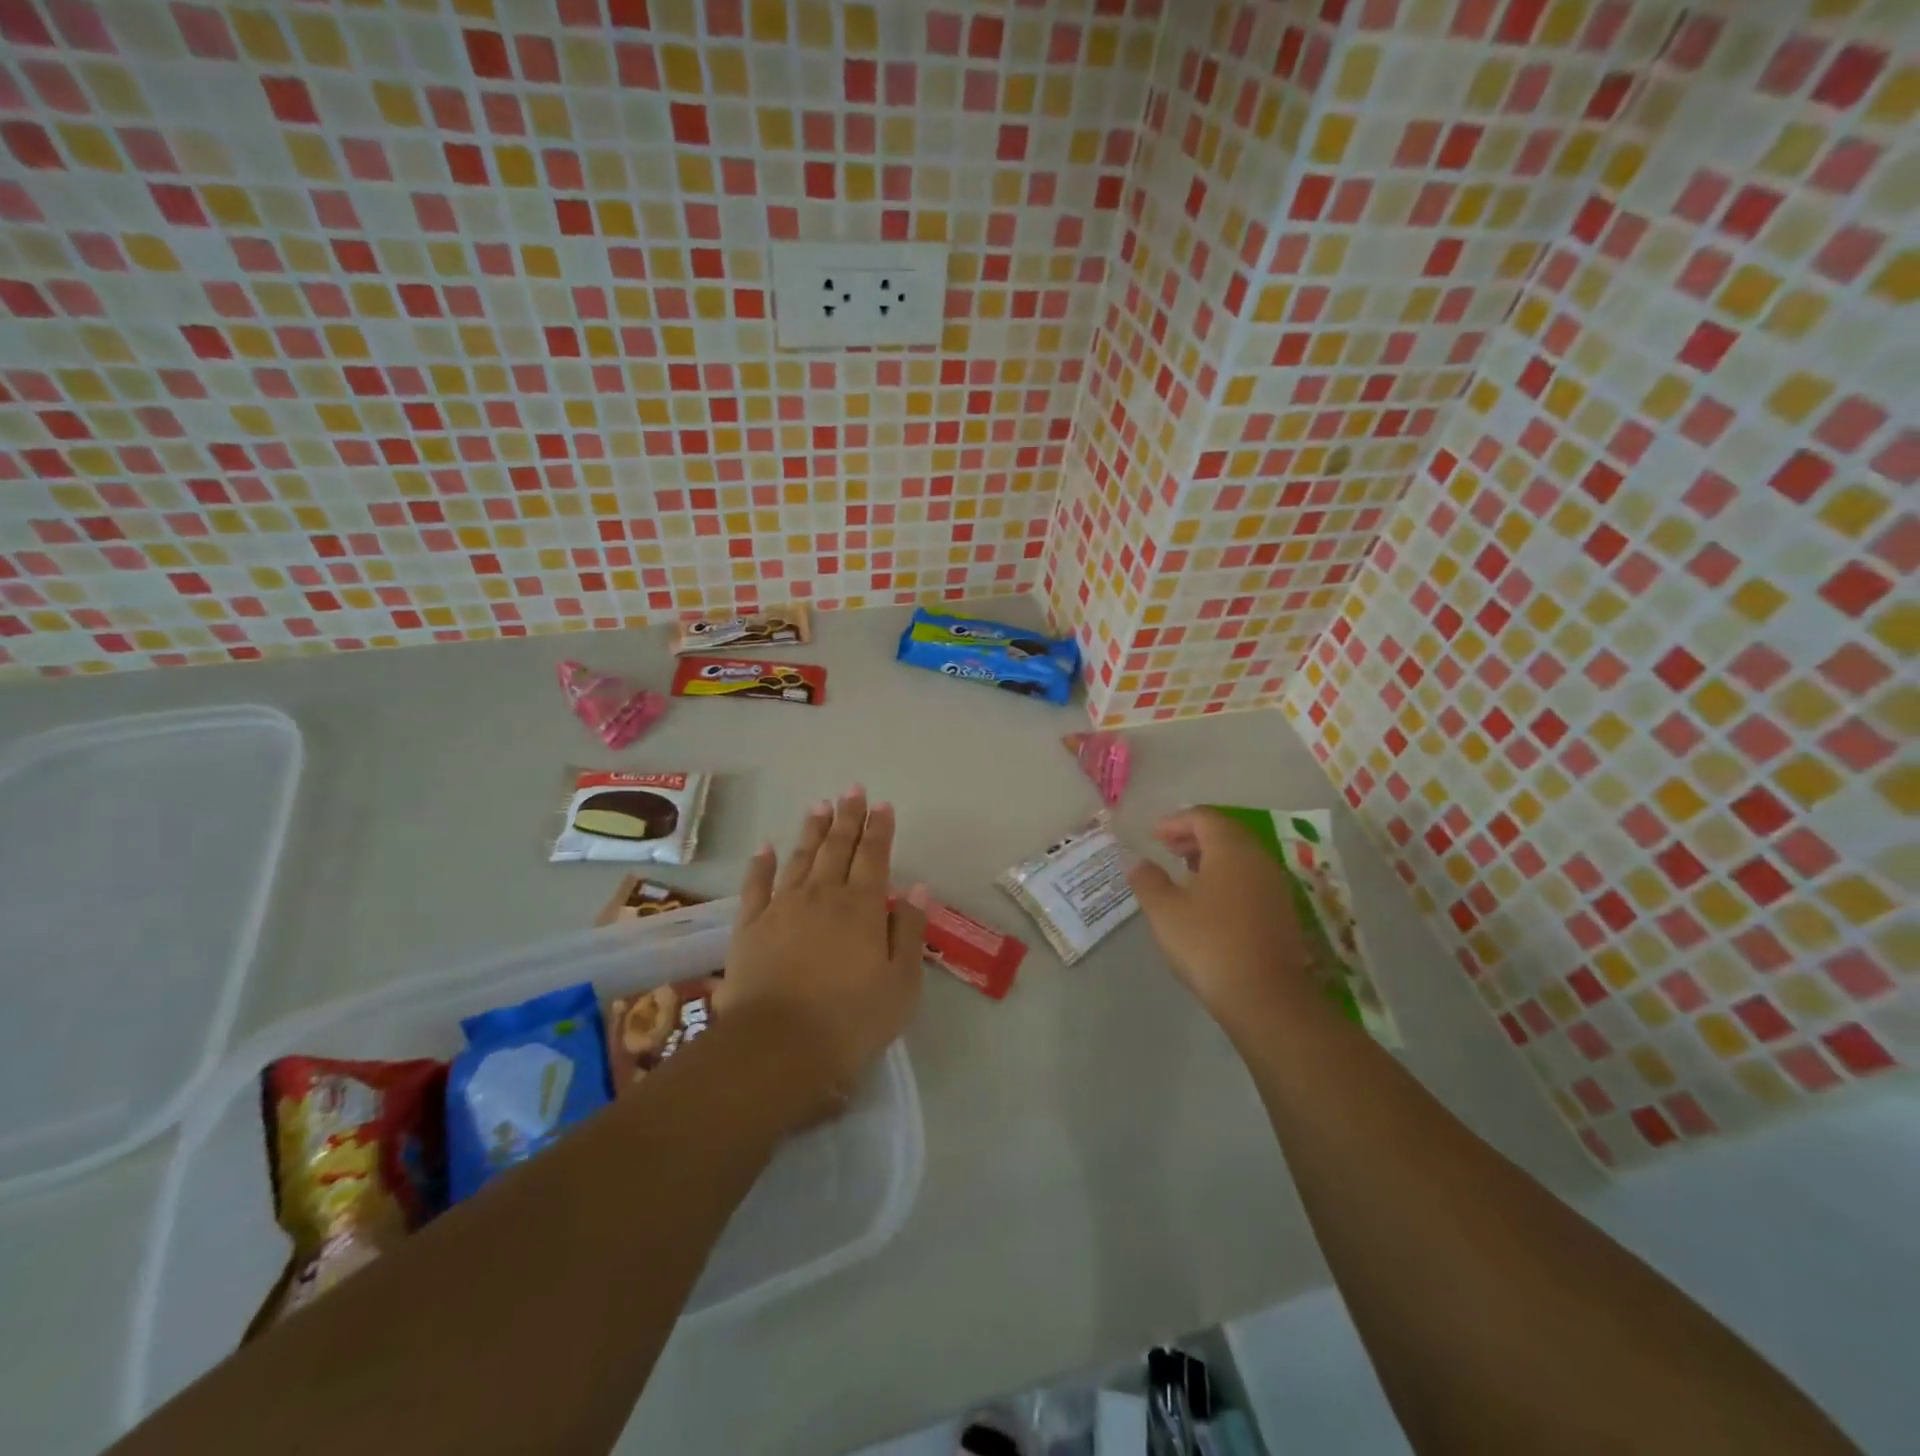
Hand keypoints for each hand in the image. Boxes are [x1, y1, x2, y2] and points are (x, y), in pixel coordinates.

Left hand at [726, 788, 929, 1122]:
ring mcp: (782, 908)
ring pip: (800, 858)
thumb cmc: (851, 1020)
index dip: (880, 829)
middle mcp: (822, 896)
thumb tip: (916, 890)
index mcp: (862, 907)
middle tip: (852, 790)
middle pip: (837, 848)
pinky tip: (766, 847)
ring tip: (819, 806)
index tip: (883, 805)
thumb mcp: (901, 984)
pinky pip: (756, 886)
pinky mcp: (750, 928)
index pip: (874, 856)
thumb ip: (910, 932)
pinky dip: (761, 864)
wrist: (778, 1047)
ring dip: (811, 831)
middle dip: (848, 817)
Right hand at [1126, 807, 1318, 1034]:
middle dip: (1194, 836)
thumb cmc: (1209, 944)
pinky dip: (1227, 878)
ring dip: (1211, 858)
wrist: (1266, 997)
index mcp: (1231, 848)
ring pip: (1241, 857)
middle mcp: (1258, 858)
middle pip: (1226, 833)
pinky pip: (1251, 879)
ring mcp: (1275, 886)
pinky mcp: (1282, 912)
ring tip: (1184, 874)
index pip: (1204, 817)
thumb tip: (1137, 862)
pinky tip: (1208, 902)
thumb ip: (1147, 880)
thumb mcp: (1164, 910)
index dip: (1175, 821)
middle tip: (1167, 849)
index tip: (1153, 835)